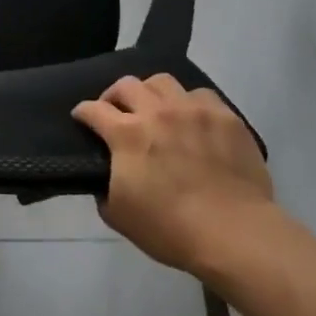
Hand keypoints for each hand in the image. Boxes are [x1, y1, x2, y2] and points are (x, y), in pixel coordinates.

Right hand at [73, 74, 273, 281]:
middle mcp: (157, 112)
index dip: (82, 112)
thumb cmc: (171, 229)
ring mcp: (193, 110)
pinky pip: (201, 95)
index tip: (81, 118)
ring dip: (151, 93)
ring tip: (156, 109)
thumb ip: (103, 188)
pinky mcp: (225, 116)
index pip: (92, 109)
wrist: (234, 234)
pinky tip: (192, 119)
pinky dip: (190, 103)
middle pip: (126, 85)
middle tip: (117, 112)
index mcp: (127, 134)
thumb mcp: (119, 216)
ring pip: (162, 81)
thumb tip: (104, 176)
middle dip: (114, 96)